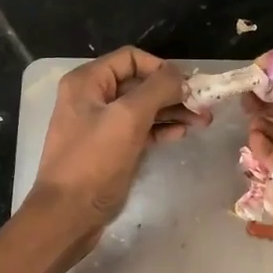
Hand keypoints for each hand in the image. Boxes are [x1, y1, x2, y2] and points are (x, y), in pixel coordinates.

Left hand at [28, 45, 202, 243]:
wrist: (68, 213)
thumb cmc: (94, 162)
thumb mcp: (127, 118)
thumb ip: (157, 90)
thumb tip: (180, 76)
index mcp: (87, 82)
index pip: (131, 58)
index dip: (161, 68)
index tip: (188, 86)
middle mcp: (92, 97)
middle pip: (139, 84)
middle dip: (172, 92)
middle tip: (204, 105)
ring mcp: (100, 125)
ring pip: (142, 108)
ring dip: (172, 111)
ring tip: (202, 121)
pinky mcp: (109, 149)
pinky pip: (138, 130)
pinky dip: (159, 129)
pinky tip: (180, 133)